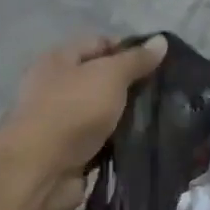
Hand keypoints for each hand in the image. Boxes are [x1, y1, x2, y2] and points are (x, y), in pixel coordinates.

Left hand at [6, 34, 167, 209]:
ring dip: (130, 116)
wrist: (41, 169)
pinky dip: (122, 141)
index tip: (162, 63)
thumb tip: (161, 40)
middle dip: (133, 85)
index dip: (130, 49)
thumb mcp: (110, 75)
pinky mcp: (73, 152)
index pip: (100, 44)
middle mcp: (58, 87)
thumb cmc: (73, 110)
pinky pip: (105, 141)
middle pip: (103, 79)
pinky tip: (148, 141)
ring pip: (106, 112)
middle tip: (167, 92)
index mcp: (59, 59)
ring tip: (165, 117)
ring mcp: (64, 122)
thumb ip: (136, 59)